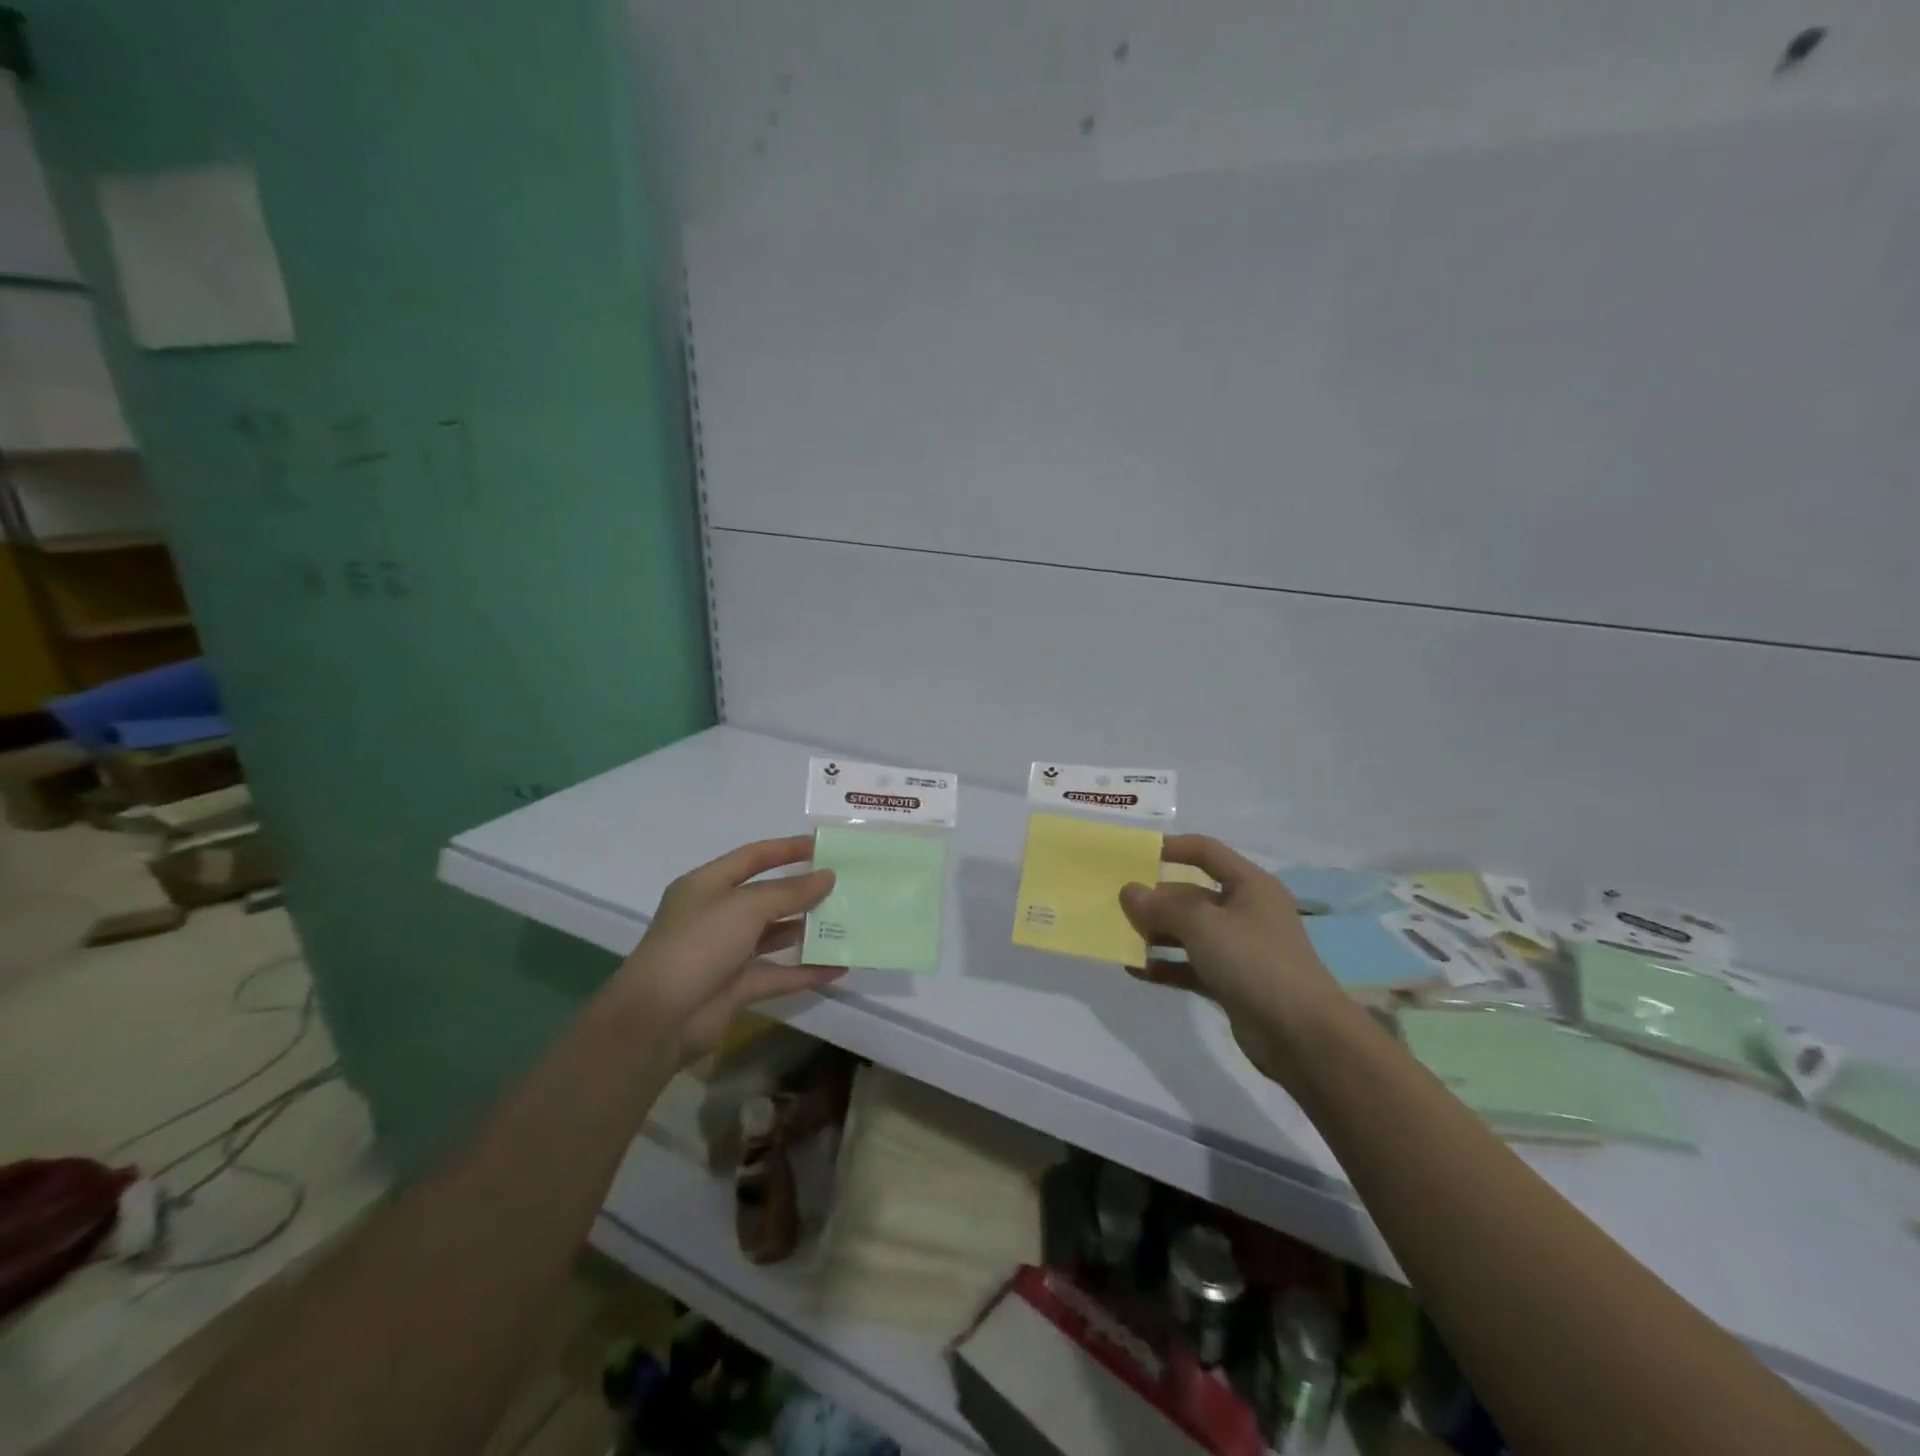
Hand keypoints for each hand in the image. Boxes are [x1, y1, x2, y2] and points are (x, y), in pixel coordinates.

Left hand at [612, 836, 841, 1066]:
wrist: (658, 1018)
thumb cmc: (698, 945)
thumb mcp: (746, 907)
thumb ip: (790, 891)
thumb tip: (828, 876)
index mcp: (707, 886)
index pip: (752, 857)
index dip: (786, 849)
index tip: (823, 846)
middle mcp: (716, 915)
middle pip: (766, 896)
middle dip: (802, 891)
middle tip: (843, 886)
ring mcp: (727, 953)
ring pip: (774, 935)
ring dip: (807, 930)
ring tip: (847, 922)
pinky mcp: (737, 987)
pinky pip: (779, 974)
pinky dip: (806, 971)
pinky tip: (839, 966)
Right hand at [1117, 835, 1350, 1088]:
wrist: (1303, 1036)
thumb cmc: (1255, 962)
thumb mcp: (1204, 924)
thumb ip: (1162, 906)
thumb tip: (1129, 891)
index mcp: (1249, 885)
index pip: (1206, 852)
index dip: (1171, 848)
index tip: (1133, 855)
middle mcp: (1245, 912)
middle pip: (1191, 895)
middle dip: (1155, 900)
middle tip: (1116, 906)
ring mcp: (1238, 949)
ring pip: (1188, 932)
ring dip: (1155, 934)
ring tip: (1119, 938)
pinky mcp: (1231, 982)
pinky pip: (1190, 966)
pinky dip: (1165, 966)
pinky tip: (1135, 970)